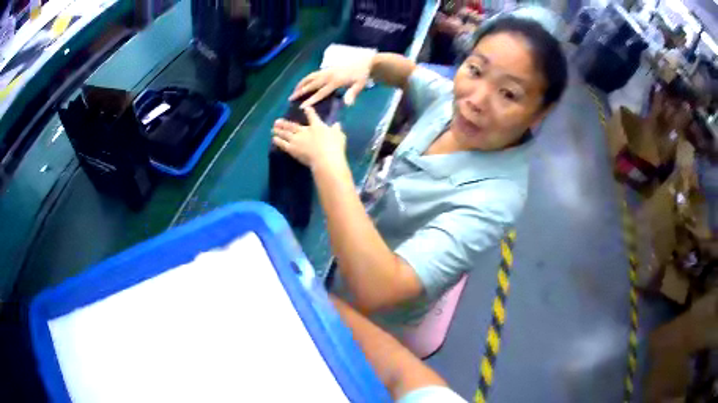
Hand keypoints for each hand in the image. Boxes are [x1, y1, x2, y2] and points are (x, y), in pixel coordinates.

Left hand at [272, 106, 347, 170]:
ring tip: (273, 128)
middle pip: (293, 125)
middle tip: (277, 120)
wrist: (325, 158)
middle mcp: (305, 131)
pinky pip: (283, 144)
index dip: (308, 111)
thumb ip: (336, 129)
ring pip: (286, 133)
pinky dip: (278, 141)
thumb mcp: (339, 136)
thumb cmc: (335, 146)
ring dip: (279, 130)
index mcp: (317, 126)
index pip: (312, 116)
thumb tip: (337, 124)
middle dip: (285, 122)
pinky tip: (273, 139)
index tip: (305, 108)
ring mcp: (297, 139)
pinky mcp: (293, 149)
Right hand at [289, 63, 371, 107]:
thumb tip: (348, 104)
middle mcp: (328, 76)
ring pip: (309, 78)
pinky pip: (312, 74)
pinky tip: (302, 84)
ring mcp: (326, 71)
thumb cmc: (361, 76)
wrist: (364, 63)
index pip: (320, 93)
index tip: (302, 106)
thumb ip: (352, 94)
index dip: (311, 100)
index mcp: (335, 81)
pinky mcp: (326, 69)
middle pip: (311, 84)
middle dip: (300, 91)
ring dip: (300, 84)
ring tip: (293, 91)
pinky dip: (305, 79)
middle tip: (290, 98)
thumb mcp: (359, 85)